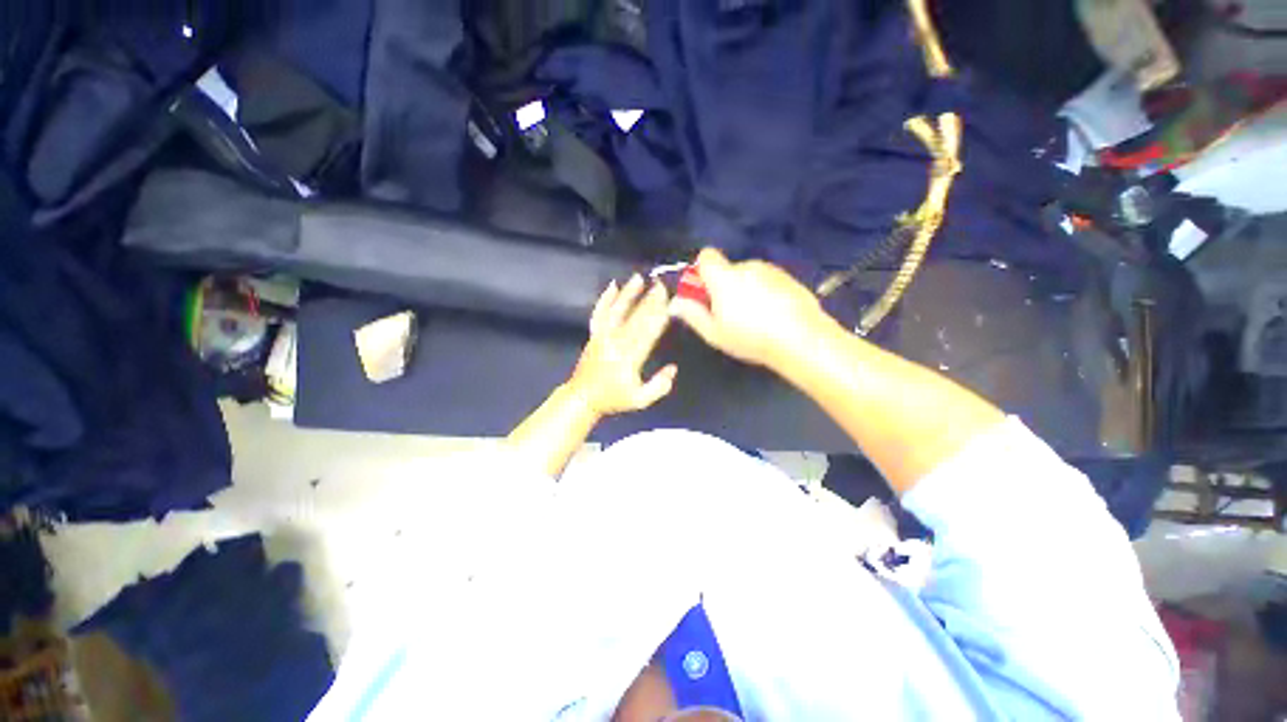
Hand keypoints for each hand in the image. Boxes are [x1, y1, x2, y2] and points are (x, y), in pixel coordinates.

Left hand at [568, 274, 676, 416]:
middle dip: (650, 300)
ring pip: (617, 311)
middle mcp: (615, 343)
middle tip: (662, 285)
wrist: (582, 397)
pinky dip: (605, 299)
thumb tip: (673, 368)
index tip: (671, 302)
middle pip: (636, 317)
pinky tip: (612, 287)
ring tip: (638, 278)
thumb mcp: (640, 400)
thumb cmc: (612, 399)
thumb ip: (659, 385)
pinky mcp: (594, 334)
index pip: (648, 332)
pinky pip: (599, 314)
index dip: (660, 316)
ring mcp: (602, 336)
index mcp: (629, 358)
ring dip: (628, 294)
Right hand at [670, 248, 826, 369]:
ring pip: (749, 276)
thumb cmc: (750, 338)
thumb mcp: (714, 333)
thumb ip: (692, 314)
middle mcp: (747, 266)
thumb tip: (675, 302)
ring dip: (745, 291)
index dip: (701, 271)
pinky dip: (765, 293)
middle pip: (728, 270)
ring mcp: (771, 270)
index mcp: (724, 277)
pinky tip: (774, 317)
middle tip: (730, 316)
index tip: (704, 293)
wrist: (802, 339)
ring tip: (755, 320)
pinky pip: (768, 281)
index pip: (706, 256)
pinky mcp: (789, 278)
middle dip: (724, 287)